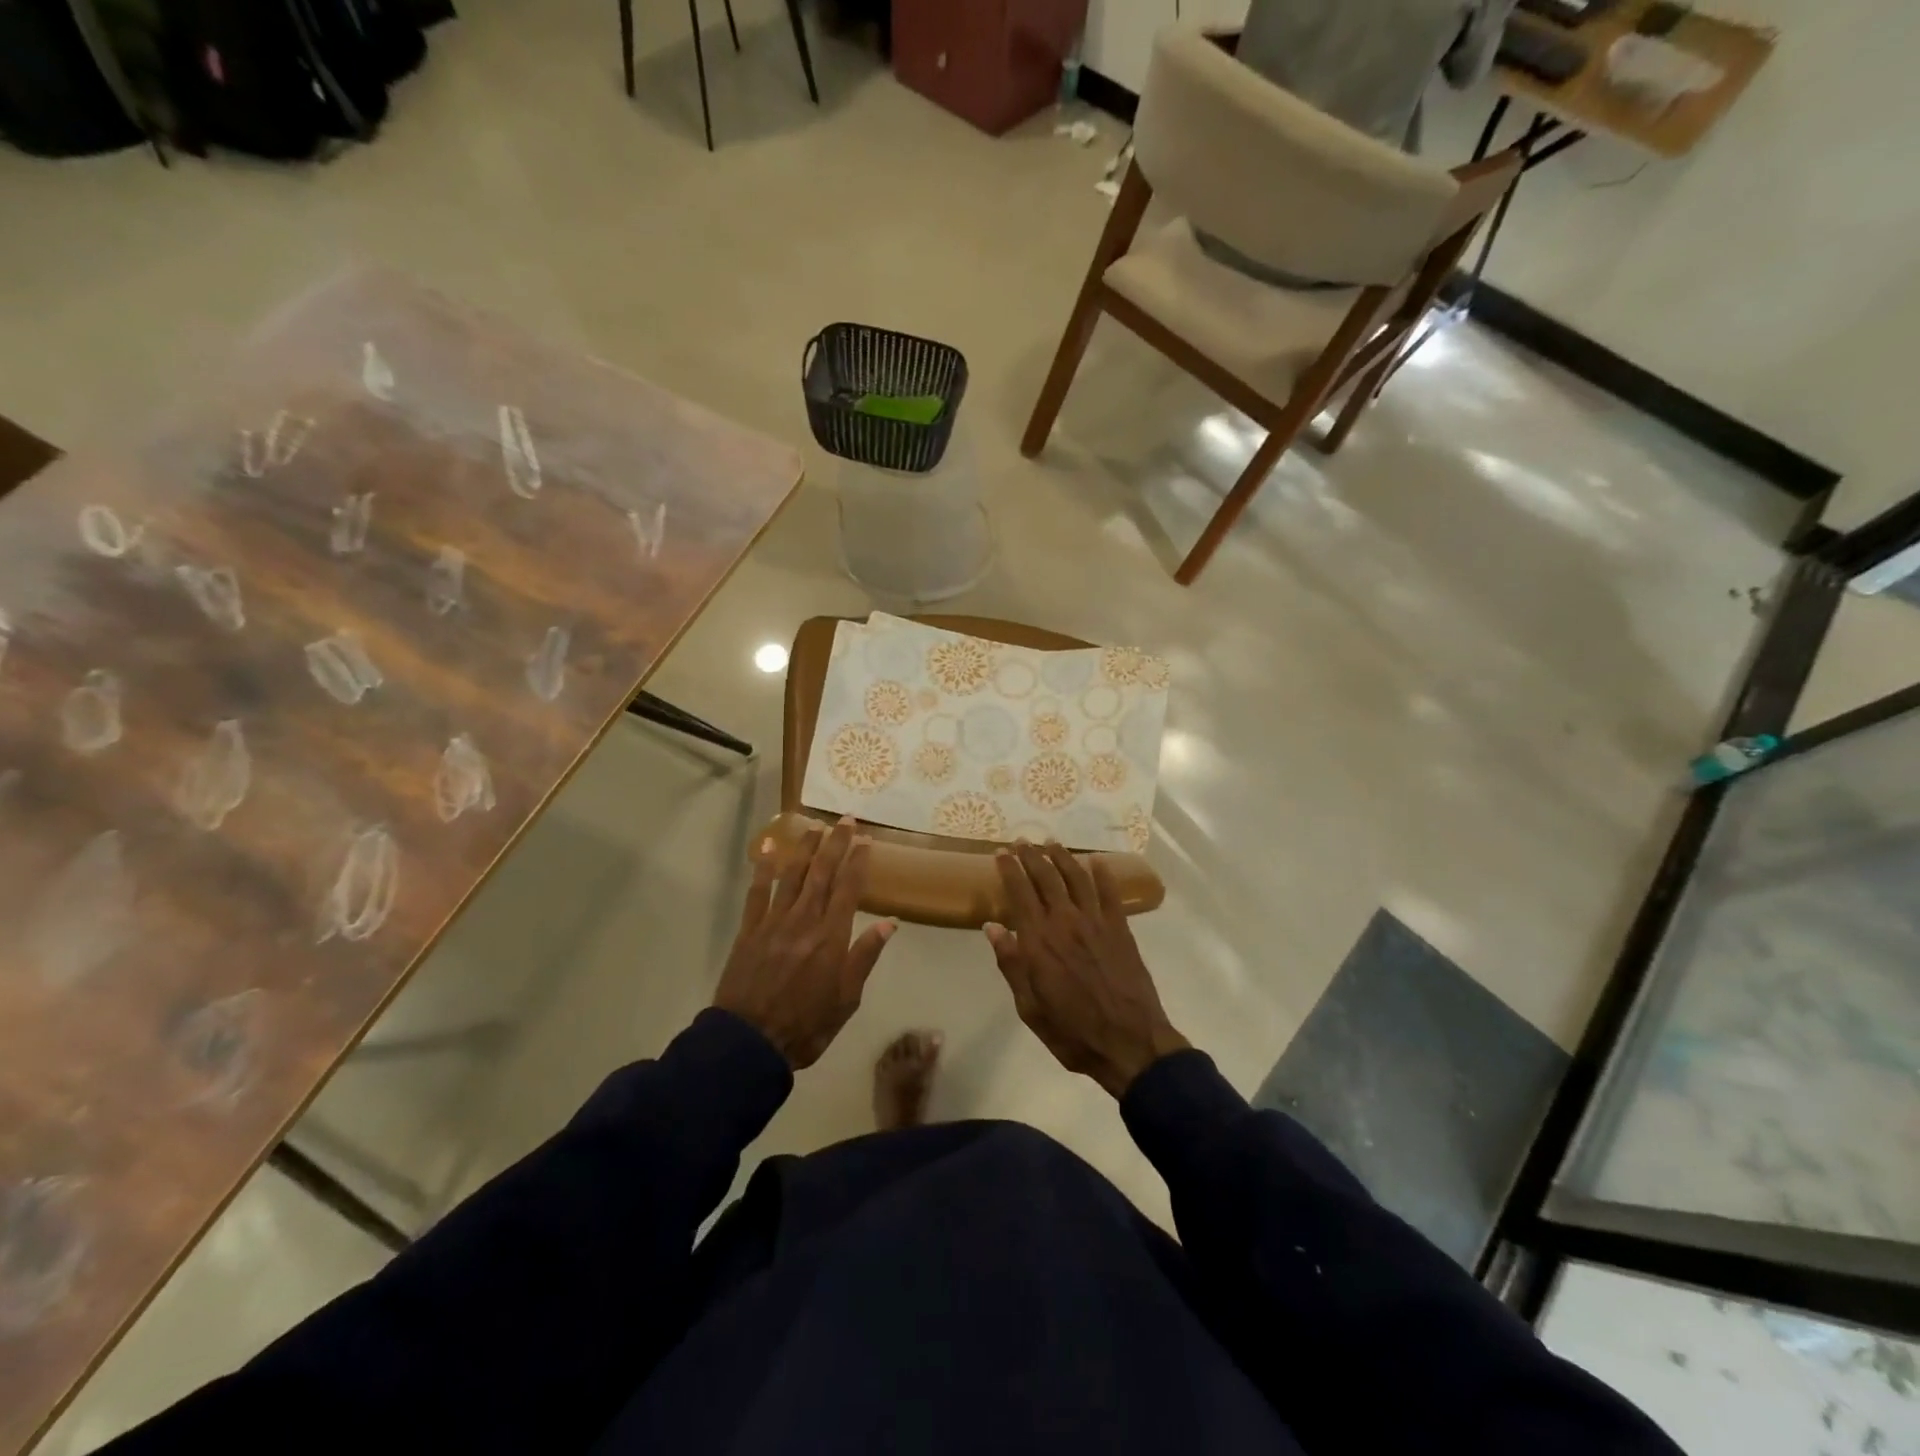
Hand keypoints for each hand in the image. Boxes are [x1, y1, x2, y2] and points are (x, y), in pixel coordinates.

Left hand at [715, 818, 895, 1068]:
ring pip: (792, 875)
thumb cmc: (806, 1025)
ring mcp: (774, 922)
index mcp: (831, 937)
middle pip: (822, 873)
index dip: (858, 861)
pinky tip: (768, 849)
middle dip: (835, 844)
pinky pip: (757, 893)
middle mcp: (804, 920)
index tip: (866, 839)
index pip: (849, 889)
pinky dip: (763, 869)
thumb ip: (864, 957)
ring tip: (814, 826)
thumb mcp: (847, 999)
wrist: (749, 1043)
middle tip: (845, 820)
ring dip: (805, 848)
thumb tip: (888, 922)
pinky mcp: (749, 930)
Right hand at [985, 841, 1187, 1097]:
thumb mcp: (1030, 1007)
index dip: (1009, 869)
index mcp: (1038, 940)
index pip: (1019, 892)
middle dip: (1031, 856)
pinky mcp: (1120, 929)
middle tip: (1022, 841)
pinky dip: (1102, 874)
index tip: (1001, 853)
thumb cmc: (1072, 1031)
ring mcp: (1096, 922)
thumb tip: (993, 927)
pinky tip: (1096, 861)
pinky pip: (1110, 893)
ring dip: (1062, 857)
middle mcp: (1065, 921)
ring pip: (1076, 877)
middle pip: (1046, 877)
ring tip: (1051, 843)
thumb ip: (1011, 964)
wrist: (1129, 1042)